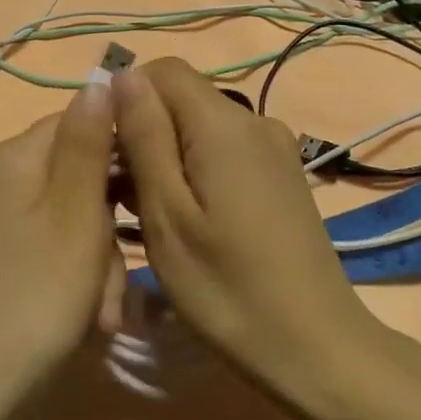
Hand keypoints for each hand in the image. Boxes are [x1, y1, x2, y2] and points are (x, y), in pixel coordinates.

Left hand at [0, 81, 119, 419]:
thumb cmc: (35, 300)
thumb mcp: (75, 214)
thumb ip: (88, 142)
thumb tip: (99, 77)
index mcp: (17, 156)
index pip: (83, 121)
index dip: (124, 152)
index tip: (152, 193)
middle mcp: (2, 180)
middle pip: (80, 177)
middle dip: (111, 226)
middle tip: (118, 276)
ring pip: (73, 222)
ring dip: (100, 265)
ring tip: (102, 315)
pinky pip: (52, 254)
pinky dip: (76, 284)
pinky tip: (86, 324)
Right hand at [111, 58, 381, 405]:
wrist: (316, 348)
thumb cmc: (226, 288)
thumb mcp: (167, 213)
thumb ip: (144, 136)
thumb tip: (123, 74)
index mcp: (224, 124)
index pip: (163, 70)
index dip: (125, 98)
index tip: (103, 150)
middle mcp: (255, 121)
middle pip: (182, 98)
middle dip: (142, 131)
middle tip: (117, 195)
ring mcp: (274, 149)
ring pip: (200, 128)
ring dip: (165, 156)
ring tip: (144, 215)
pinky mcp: (282, 175)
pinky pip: (225, 151)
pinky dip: (194, 171)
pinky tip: (185, 219)